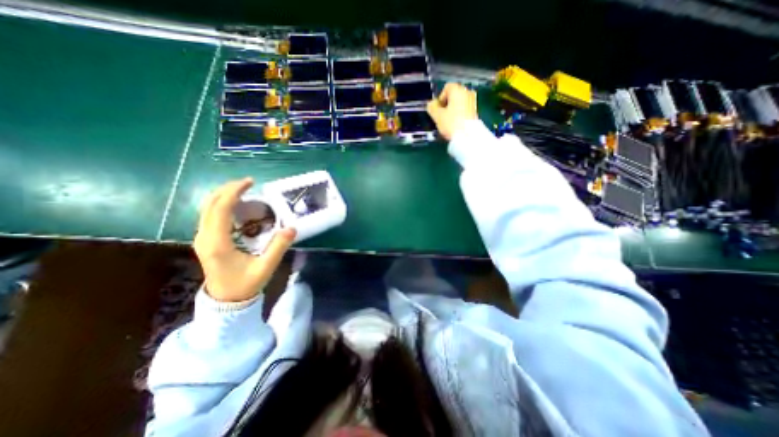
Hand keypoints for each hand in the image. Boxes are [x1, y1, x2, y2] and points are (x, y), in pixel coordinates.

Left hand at [193, 175, 296, 300]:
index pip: (220, 209)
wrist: (225, 301)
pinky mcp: (206, 240)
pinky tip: (238, 205)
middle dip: (228, 189)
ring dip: (224, 195)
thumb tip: (292, 227)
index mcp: (218, 243)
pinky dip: (223, 204)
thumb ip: (278, 247)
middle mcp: (205, 237)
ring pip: (207, 208)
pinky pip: (210, 215)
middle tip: (248, 183)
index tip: (250, 183)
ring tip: (245, 190)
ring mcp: (202, 238)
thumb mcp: (265, 267)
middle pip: (210, 204)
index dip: (234, 192)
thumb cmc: (245, 284)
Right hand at [423, 83, 477, 139]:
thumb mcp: (437, 116)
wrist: (467, 136)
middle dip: (447, 104)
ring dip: (452, 109)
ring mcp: (473, 101)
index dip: (440, 98)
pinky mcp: (475, 111)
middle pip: (453, 95)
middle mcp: (467, 92)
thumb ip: (432, 107)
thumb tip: (431, 104)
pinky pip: (464, 109)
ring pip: (459, 102)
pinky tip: (455, 123)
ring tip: (448, 121)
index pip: (446, 88)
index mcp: (457, 90)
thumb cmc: (451, 123)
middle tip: (442, 115)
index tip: (438, 109)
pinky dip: (459, 114)